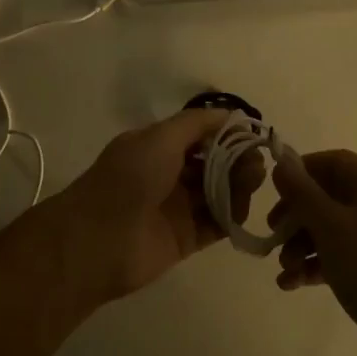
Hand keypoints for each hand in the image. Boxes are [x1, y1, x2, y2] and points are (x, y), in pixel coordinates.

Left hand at [48, 109, 261, 303]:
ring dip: (239, 185)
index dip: (227, 133)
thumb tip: (230, 115)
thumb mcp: (160, 137)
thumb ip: (196, 123)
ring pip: (218, 192)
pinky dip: (233, 216)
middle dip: (237, 159)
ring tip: (253, 183)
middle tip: (256, 163)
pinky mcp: (185, 238)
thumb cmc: (129, 179)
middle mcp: (168, 174)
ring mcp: (177, 208)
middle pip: (213, 164)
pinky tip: (243, 209)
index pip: (200, 135)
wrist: (99, 240)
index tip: (252, 135)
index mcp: (157, 147)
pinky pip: (217, 224)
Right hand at [270, 149, 356, 355]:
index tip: (275, 189)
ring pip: (329, 229)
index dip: (303, 170)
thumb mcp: (328, 225)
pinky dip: (313, 265)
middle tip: (272, 232)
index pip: (334, 162)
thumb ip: (301, 192)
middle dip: (296, 215)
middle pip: (328, 197)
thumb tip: (281, 163)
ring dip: (300, 244)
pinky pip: (337, 256)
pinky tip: (290, 284)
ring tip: (283, 268)